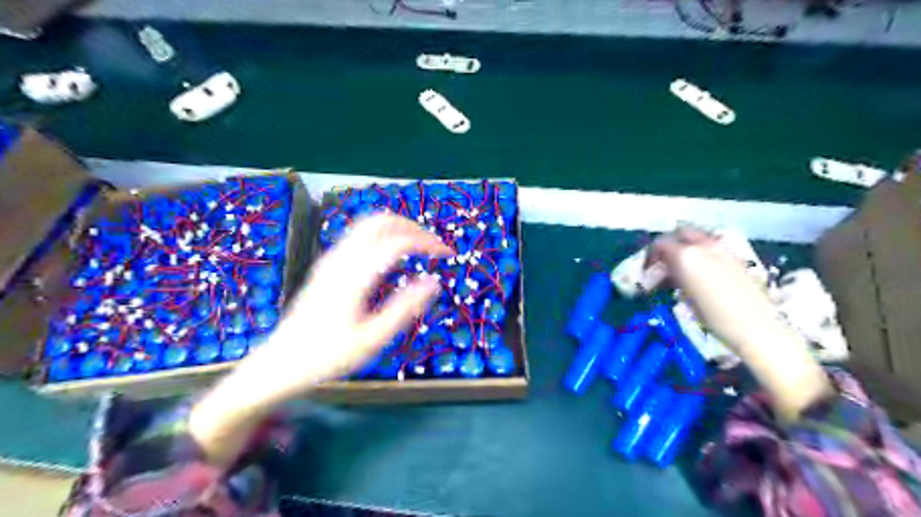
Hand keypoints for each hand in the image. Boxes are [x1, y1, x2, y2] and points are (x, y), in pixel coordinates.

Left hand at [241, 213, 451, 397]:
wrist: (280, 363)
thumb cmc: (328, 356)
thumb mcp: (372, 338)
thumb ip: (405, 307)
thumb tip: (434, 282)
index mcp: (355, 274)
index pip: (398, 241)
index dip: (427, 243)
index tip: (448, 254)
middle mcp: (341, 258)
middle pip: (382, 221)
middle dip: (413, 227)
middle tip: (434, 247)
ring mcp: (331, 259)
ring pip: (369, 224)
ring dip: (398, 228)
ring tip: (419, 248)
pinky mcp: (327, 265)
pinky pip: (360, 236)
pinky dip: (383, 236)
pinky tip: (393, 256)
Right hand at [643, 229, 832, 421]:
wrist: (757, 328)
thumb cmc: (714, 317)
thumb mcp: (684, 296)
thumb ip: (671, 276)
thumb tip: (663, 272)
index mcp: (687, 254)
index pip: (660, 243)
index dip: (650, 256)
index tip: (647, 272)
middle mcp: (705, 245)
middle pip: (680, 233)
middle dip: (669, 246)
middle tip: (663, 265)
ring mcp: (724, 249)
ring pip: (697, 239)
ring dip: (685, 251)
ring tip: (679, 273)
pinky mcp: (737, 258)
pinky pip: (712, 248)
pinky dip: (700, 255)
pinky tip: (699, 276)